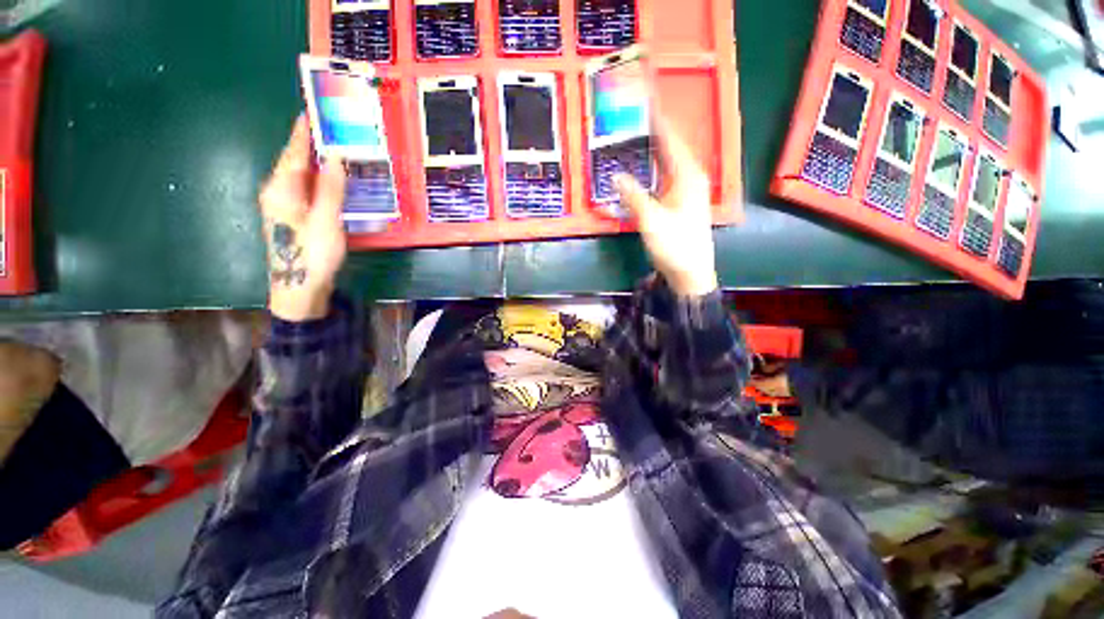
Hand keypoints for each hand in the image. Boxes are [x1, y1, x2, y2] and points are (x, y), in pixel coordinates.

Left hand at [259, 116, 347, 320]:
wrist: (299, 288)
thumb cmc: (312, 254)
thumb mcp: (326, 220)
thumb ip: (332, 188)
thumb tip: (336, 156)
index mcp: (281, 189)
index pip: (294, 153)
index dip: (304, 133)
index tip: (313, 113)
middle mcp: (278, 193)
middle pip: (295, 162)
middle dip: (311, 145)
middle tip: (332, 130)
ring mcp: (284, 206)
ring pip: (301, 176)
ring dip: (317, 162)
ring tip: (335, 149)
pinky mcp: (293, 217)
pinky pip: (306, 190)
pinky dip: (320, 180)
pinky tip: (332, 179)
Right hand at [614, 121, 718, 296]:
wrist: (691, 271)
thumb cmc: (674, 245)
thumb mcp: (650, 220)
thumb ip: (633, 196)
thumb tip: (616, 175)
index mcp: (687, 175)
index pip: (670, 138)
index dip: (657, 119)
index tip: (644, 100)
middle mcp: (690, 177)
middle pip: (670, 146)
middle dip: (653, 130)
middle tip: (633, 116)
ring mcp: (687, 189)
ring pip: (668, 161)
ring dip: (653, 148)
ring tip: (635, 135)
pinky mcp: (681, 201)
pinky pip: (666, 175)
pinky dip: (653, 167)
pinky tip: (642, 167)